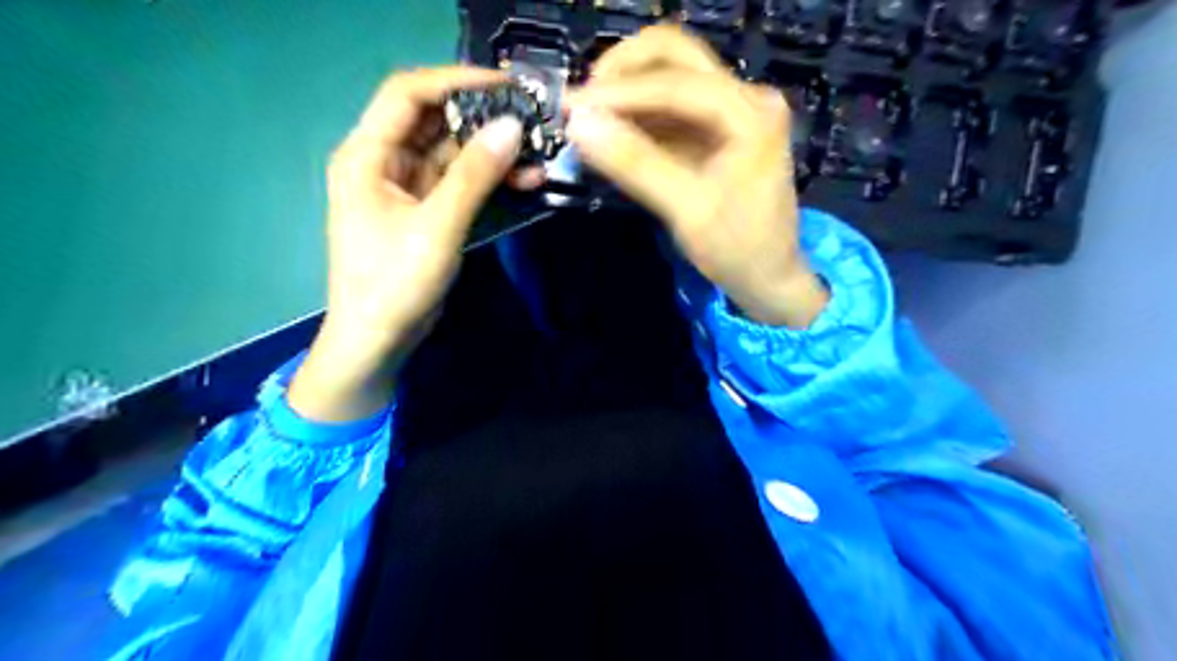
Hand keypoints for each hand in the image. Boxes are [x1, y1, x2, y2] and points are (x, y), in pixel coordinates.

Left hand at [289, 64, 535, 418]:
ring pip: (453, 153)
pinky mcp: (426, 211)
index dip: (457, 80)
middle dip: (483, 119)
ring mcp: (406, 188)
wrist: (378, 339)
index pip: (409, 94)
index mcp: (367, 154)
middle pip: (435, 121)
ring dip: (492, 153)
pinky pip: (460, 183)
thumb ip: (474, 175)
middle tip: (532, 120)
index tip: (507, 85)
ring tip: (537, 155)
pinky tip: (523, 181)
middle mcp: (384, 162)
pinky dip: (488, 180)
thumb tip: (512, 126)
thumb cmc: (394, 283)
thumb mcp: (436, 226)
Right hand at [563, 26, 820, 330]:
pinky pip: (670, 107)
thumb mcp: (686, 210)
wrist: (768, 278)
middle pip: (675, 55)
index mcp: (750, 113)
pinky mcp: (717, 130)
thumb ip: (635, 164)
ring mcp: (732, 111)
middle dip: (623, 71)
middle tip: (583, 103)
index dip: (620, 92)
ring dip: (626, 91)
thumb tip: (579, 124)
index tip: (572, 109)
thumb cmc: (737, 249)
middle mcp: (745, 98)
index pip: (676, 83)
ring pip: (669, 75)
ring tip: (587, 119)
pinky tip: (611, 133)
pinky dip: (637, 115)